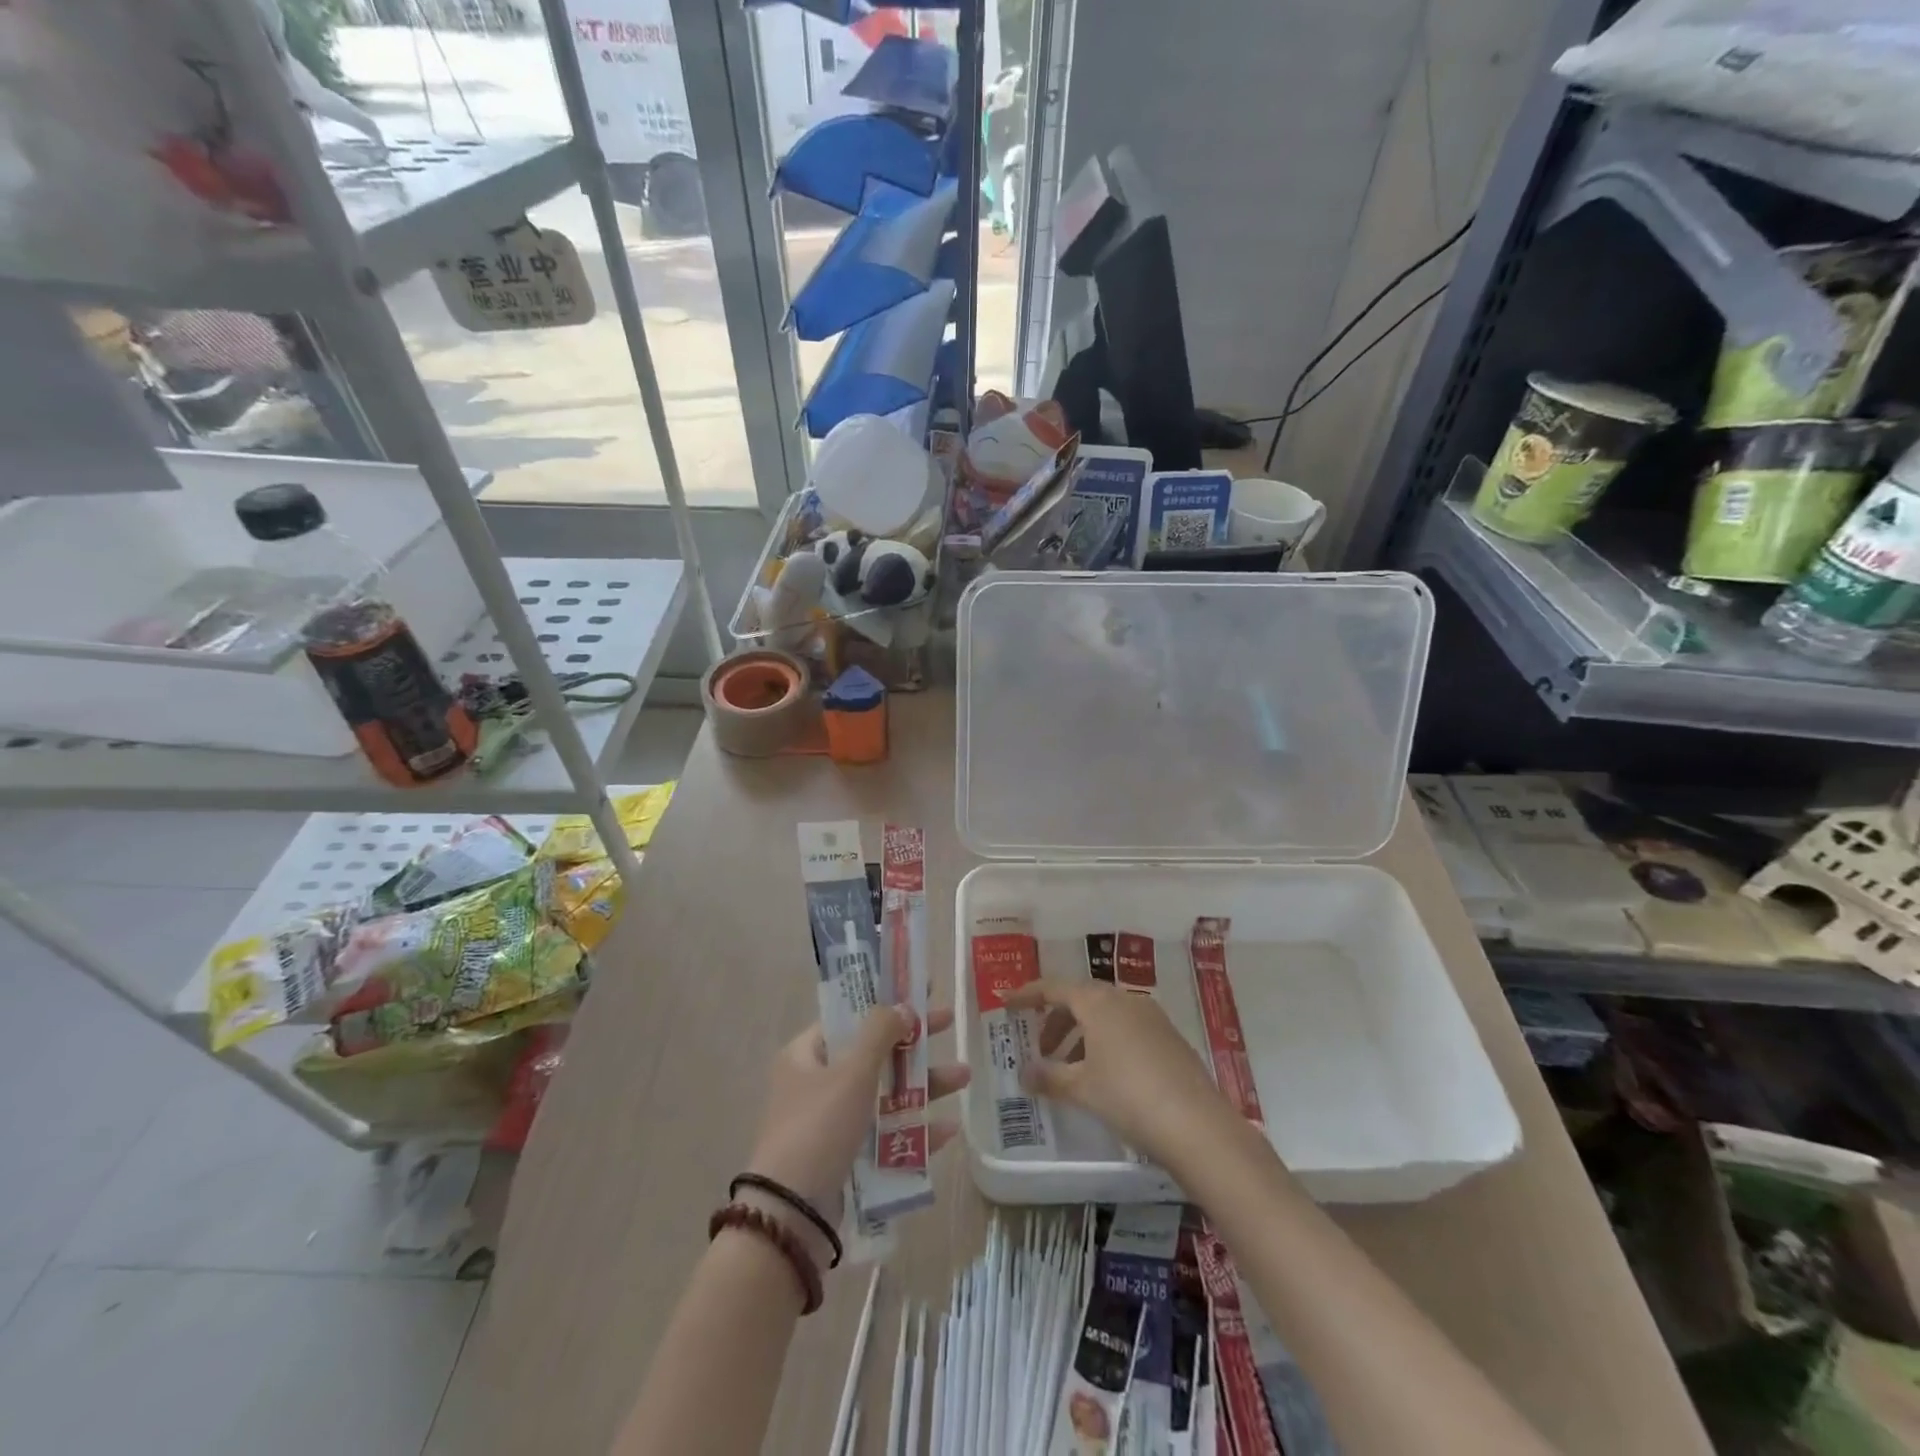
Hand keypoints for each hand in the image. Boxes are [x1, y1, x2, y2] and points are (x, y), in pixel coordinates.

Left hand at [745, 1006, 969, 1229]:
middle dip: (913, 1044)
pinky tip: (948, 1132)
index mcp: (806, 1055)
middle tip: (949, 1024)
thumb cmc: (819, 1126)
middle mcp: (817, 1084)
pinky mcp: (846, 1158)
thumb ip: (880, 1033)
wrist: (792, 1215)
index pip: (849, 1017)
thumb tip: (903, 1006)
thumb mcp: (852, 1071)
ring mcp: (832, 1123)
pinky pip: (886, 1136)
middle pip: (873, 1053)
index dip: (884, 1003)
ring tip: (965, 1078)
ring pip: (885, 1094)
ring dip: (923, 1086)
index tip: (918, 992)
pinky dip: (915, 1131)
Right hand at [1007, 978, 1233, 1170]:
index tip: (1007, 1004)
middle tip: (1043, 1049)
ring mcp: (1151, 1016)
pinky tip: (1106, 1075)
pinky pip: (1128, 1028)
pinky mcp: (1170, 1037)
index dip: (1028, 994)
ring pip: (1106, 1014)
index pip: (1054, 988)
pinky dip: (1107, 1042)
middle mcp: (1124, 999)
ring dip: (1083, 1034)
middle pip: (1081, 999)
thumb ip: (1049, 1077)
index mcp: (1097, 1002)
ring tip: (1072, 1068)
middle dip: (1057, 1020)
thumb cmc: (1128, 1096)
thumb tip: (1024, 1074)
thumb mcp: (1082, 1089)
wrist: (1196, 1124)